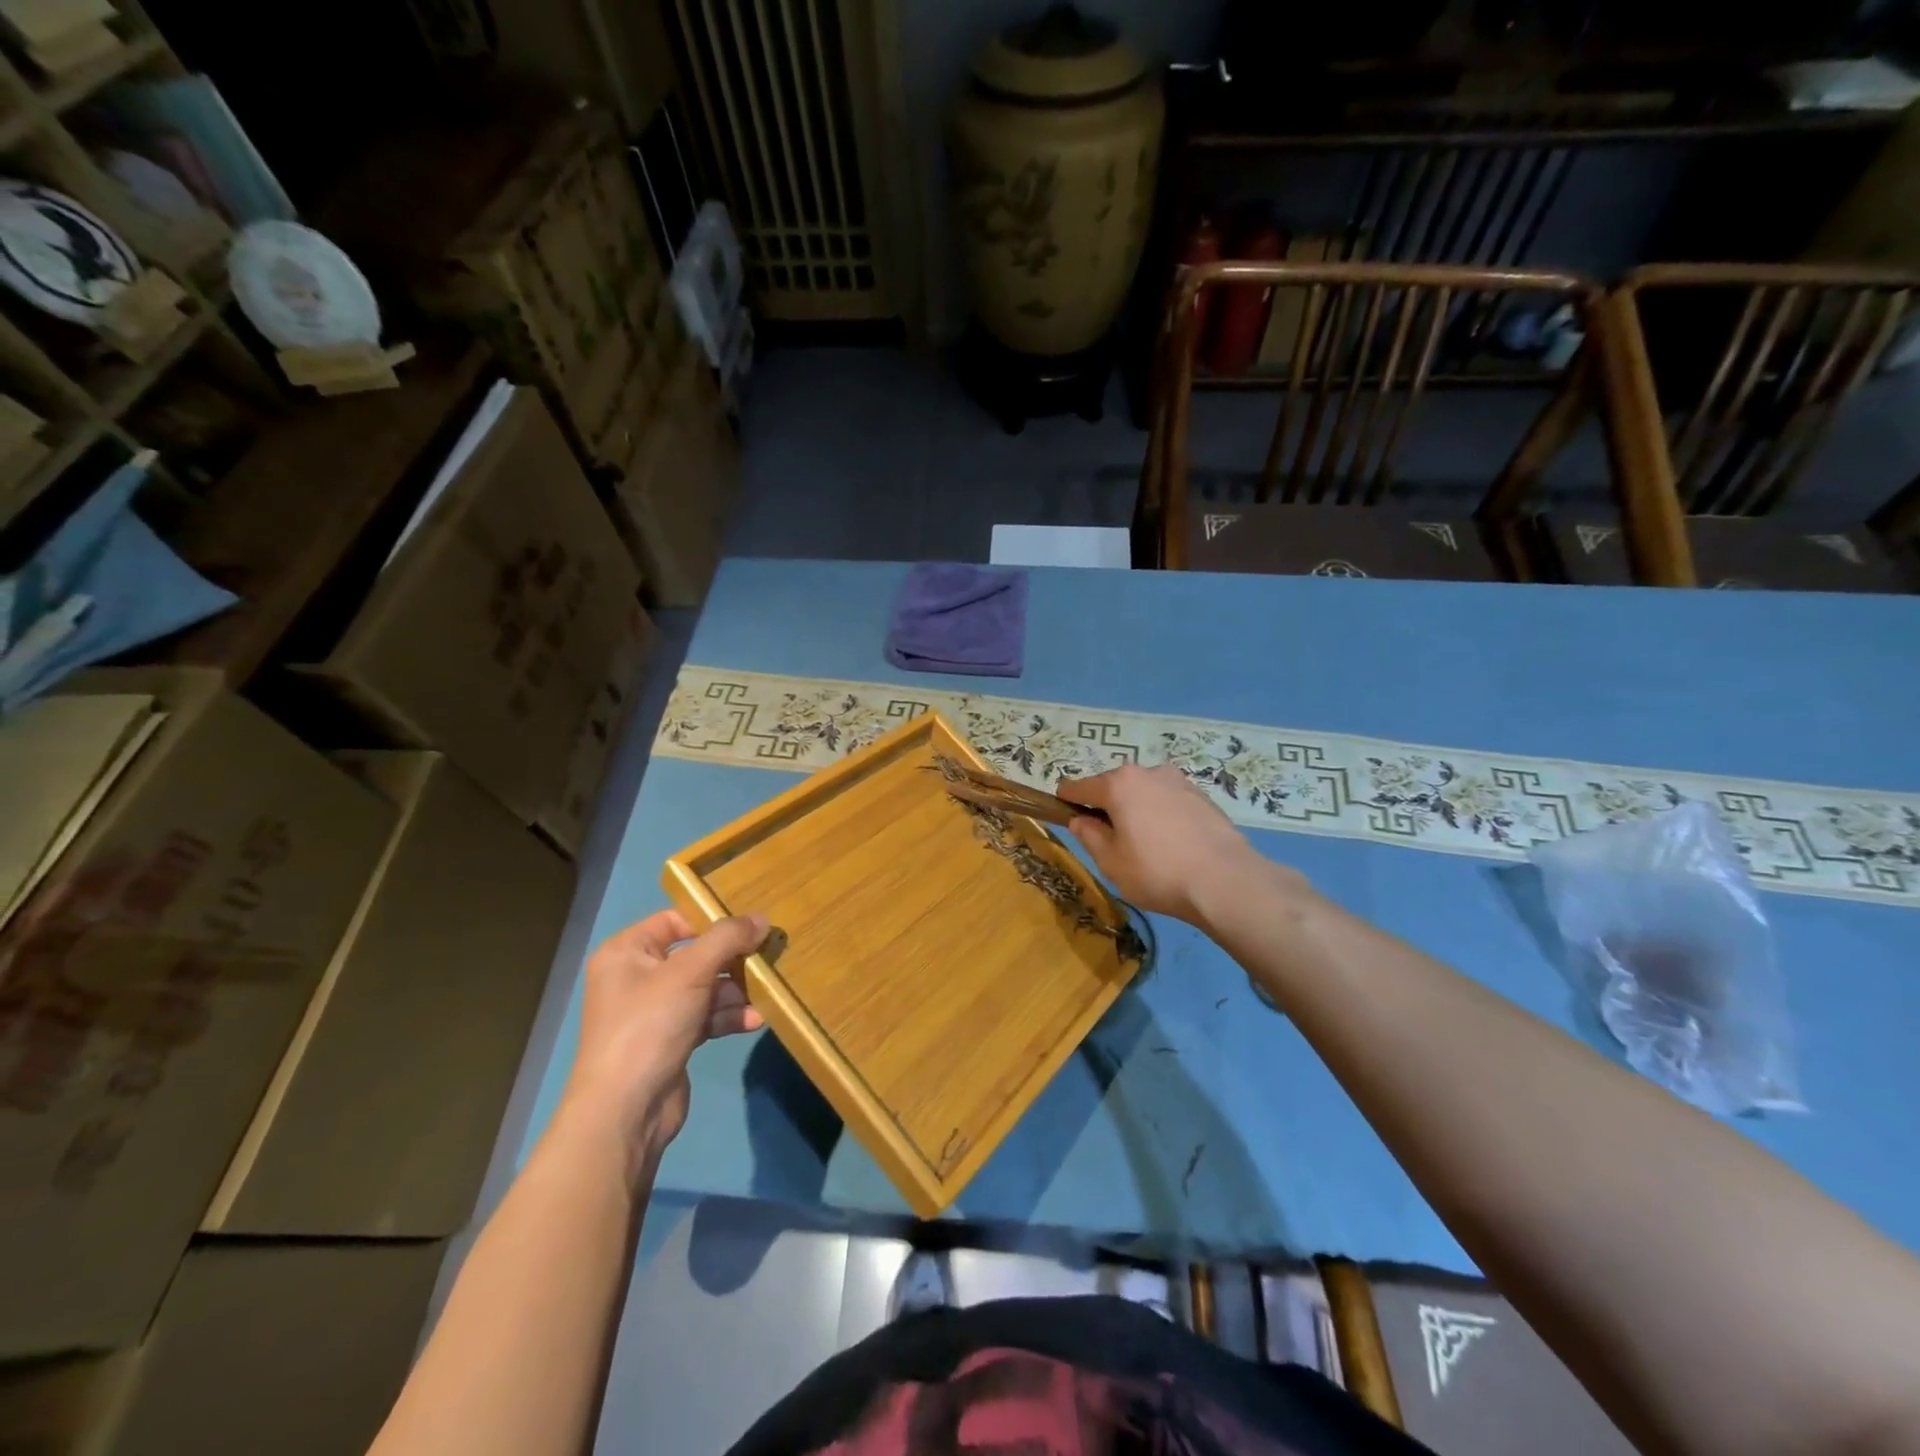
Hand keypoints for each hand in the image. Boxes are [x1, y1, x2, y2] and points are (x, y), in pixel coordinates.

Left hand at [562, 910, 767, 1170]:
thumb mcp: (690, 972)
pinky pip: (706, 1016)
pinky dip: (729, 1016)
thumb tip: (762, 918)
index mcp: (627, 952)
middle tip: (767, 957)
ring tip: (766, 991)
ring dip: (736, 990)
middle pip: (695, 954)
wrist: (625, 1111)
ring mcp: (654, 1011)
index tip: (750, 925)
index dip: (711, 920)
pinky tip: (756, 1019)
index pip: (674, 920)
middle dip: (732, 959)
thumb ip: (727, 939)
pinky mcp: (670, 1040)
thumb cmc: (649, 1026)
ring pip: (705, 987)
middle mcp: (637, 977)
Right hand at [1058, 764, 1274, 925]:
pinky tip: (1171, 844)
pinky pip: (1168, 801)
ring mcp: (1178, 781)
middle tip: (1109, 841)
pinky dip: (1161, 815)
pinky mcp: (1201, 795)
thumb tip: (1081, 821)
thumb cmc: (1157, 872)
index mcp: (1118, 784)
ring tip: (1144, 845)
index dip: (1066, 801)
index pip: (1079, 787)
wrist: (1226, 881)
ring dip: (1136, 810)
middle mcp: (1147, 772)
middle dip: (1106, 807)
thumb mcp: (1111, 862)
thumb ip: (1089, 836)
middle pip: (1113, 786)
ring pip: (1143, 792)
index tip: (1063, 815)